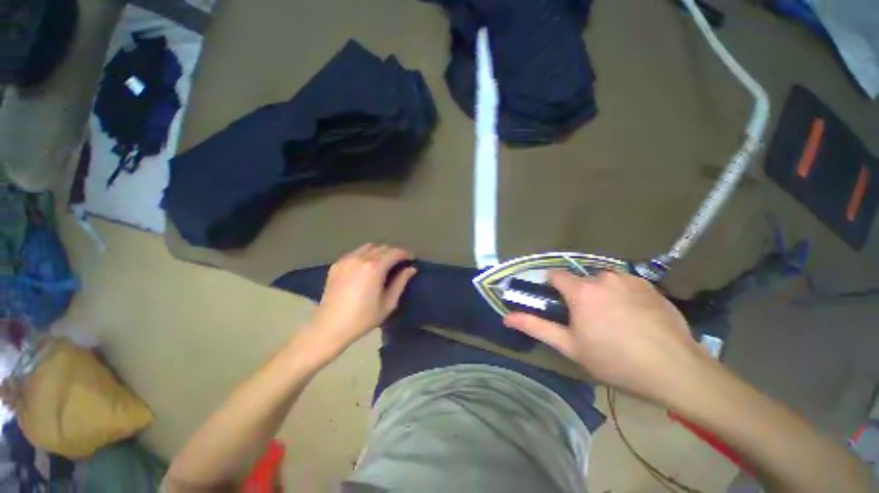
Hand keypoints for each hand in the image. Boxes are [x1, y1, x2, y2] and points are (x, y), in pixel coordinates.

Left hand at [305, 244, 416, 357]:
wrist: (330, 326)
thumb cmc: (363, 318)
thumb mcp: (388, 303)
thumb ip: (400, 283)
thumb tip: (411, 269)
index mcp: (375, 268)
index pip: (395, 252)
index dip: (406, 254)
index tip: (411, 259)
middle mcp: (361, 258)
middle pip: (382, 247)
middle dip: (394, 252)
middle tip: (400, 262)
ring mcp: (347, 259)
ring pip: (369, 247)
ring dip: (380, 251)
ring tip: (384, 262)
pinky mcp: (337, 264)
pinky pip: (356, 253)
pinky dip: (366, 255)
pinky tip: (367, 266)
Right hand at [503, 271, 706, 402]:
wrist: (675, 370)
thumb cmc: (615, 360)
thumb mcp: (570, 346)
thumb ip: (536, 327)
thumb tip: (507, 317)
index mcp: (581, 290)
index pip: (555, 274)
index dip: (551, 286)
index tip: (556, 302)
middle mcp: (603, 277)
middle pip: (580, 279)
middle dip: (578, 294)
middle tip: (588, 319)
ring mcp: (629, 279)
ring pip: (603, 280)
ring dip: (601, 293)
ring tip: (613, 319)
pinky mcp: (649, 285)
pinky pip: (625, 284)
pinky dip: (622, 294)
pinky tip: (634, 317)